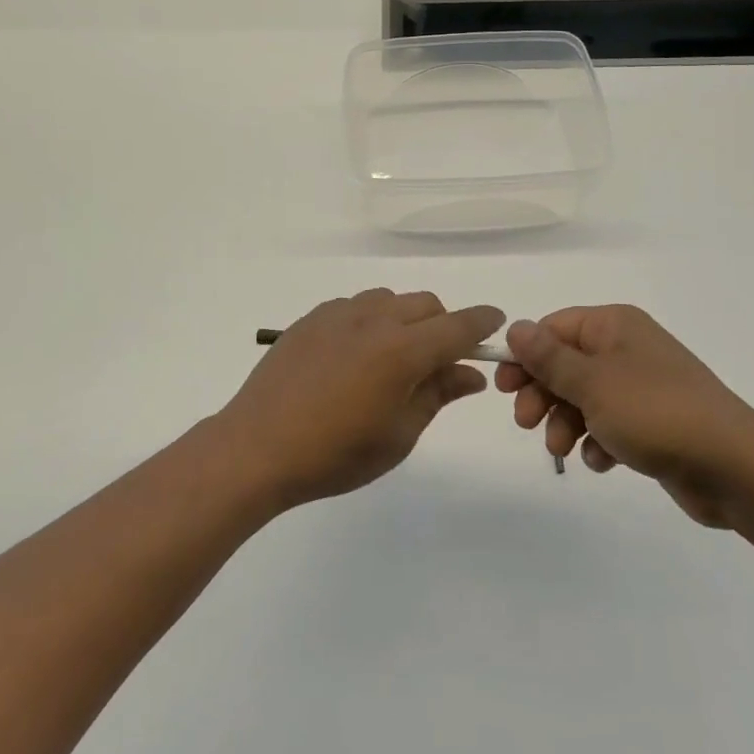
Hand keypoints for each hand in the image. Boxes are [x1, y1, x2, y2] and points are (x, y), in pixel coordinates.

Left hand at [218, 290, 505, 507]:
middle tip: (438, 361)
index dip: (483, 322)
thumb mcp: (398, 435)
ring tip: (392, 358)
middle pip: (426, 304)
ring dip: (406, 319)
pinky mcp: (311, 317)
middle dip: (443, 324)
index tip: (496, 323)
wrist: (258, 446)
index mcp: (402, 350)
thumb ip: (437, 395)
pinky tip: (354, 355)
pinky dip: (371, 320)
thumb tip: (470, 373)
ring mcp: (339, 313)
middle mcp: (374, 319)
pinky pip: (356, 306)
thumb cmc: (335, 453)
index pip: (458, 325)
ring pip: (390, 300)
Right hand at [495, 307, 753, 526]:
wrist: (735, 468)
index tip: (503, 389)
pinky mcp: (654, 422)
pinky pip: (610, 423)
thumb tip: (515, 327)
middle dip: (543, 394)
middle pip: (565, 364)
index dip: (525, 356)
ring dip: (565, 422)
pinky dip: (597, 440)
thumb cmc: (656, 413)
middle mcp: (627, 348)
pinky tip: (601, 461)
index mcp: (614, 326)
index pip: (553, 328)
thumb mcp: (592, 383)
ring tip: (563, 449)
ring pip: (584, 397)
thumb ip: (549, 357)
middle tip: (526, 423)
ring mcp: (642, 386)